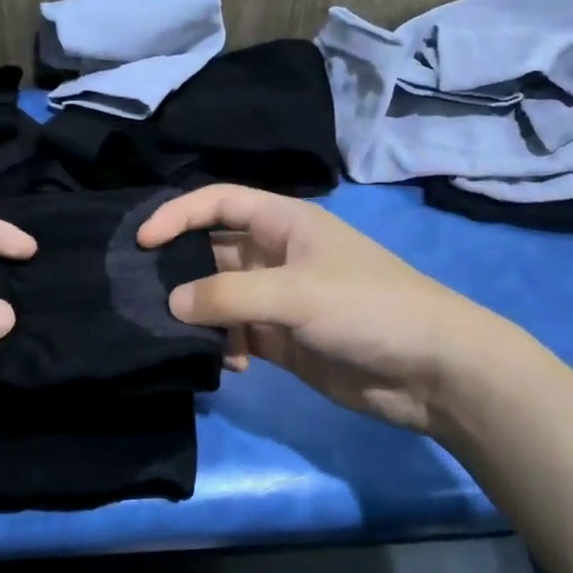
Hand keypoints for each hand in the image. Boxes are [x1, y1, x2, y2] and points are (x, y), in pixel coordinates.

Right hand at [138, 185, 515, 432]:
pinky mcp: (285, 340)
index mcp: (284, 223)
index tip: (141, 241)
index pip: (219, 202)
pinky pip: (238, 336)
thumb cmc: (368, 308)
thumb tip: (172, 303)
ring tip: (183, 336)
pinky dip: (227, 347)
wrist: (432, 370)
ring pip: (221, 299)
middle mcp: (277, 256)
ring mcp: (280, 300)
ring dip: (201, 316)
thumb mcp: (295, 293)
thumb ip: (228, 297)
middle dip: (181, 272)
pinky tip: (232, 365)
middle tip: (144, 297)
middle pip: (213, 253)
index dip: (178, 214)